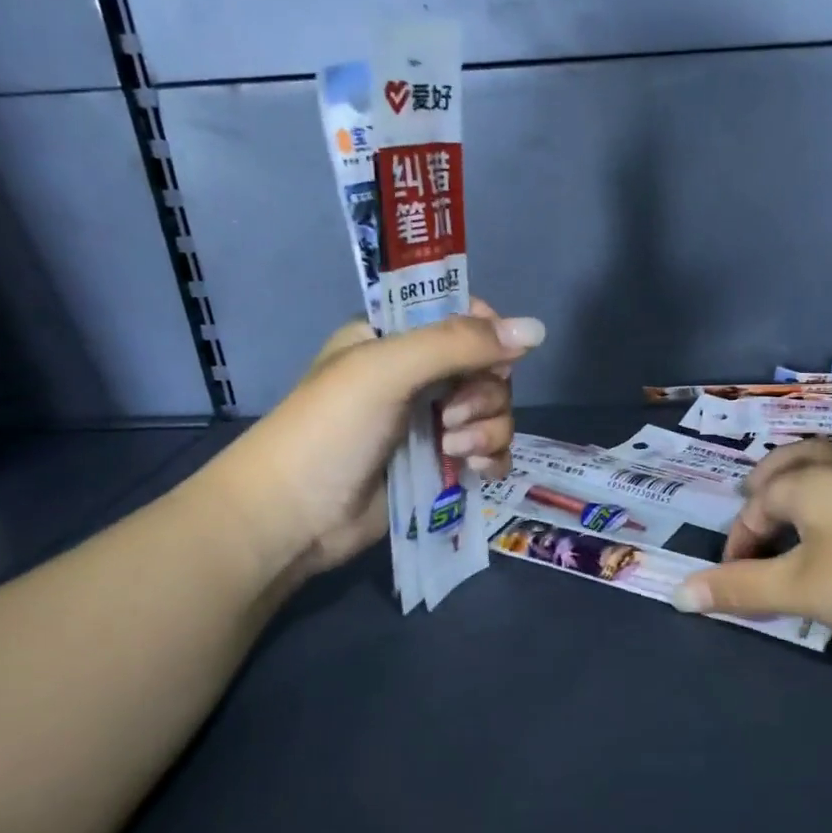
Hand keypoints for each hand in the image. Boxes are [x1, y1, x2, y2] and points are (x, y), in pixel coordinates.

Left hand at [198, 301, 543, 587]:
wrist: (294, 517)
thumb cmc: (331, 430)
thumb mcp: (388, 370)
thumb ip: (459, 344)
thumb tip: (537, 330)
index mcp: (395, 337)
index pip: (461, 315)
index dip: (486, 334)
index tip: (491, 357)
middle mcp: (417, 375)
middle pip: (487, 367)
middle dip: (483, 394)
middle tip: (451, 417)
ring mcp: (430, 422)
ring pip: (494, 411)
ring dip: (488, 429)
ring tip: (454, 450)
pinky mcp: (441, 464)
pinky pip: (490, 450)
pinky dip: (492, 457)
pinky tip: (478, 469)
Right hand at [672, 440, 831, 645]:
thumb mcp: (803, 589)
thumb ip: (740, 589)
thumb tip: (677, 594)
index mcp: (805, 480)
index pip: (754, 506)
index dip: (738, 544)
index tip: (737, 585)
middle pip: (789, 462)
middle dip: (765, 489)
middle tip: (756, 514)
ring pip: (828, 461)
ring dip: (803, 480)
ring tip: (798, 507)